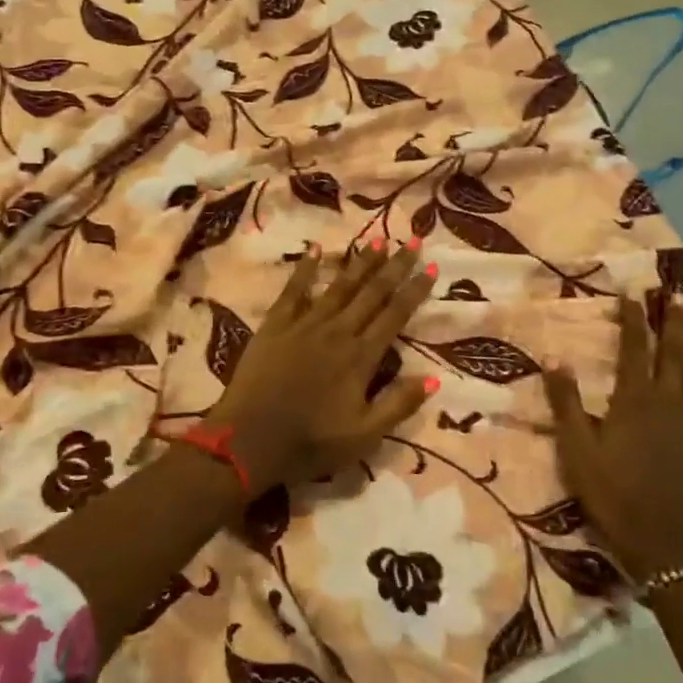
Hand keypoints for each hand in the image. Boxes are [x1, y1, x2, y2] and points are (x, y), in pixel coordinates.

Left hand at [204, 242, 436, 493]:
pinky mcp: (275, 325)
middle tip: (413, 240)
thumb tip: (434, 378)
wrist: (249, 440)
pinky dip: (306, 269)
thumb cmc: (310, 442)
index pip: (395, 315)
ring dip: (360, 262)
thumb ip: (398, 404)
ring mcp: (304, 325)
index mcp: (361, 357)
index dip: (414, 291)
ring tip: (377, 239)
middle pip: (371, 292)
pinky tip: (315, 250)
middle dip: (394, 266)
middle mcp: (337, 332)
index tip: (431, 267)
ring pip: (339, 286)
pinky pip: (294, 290)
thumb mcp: (364, 436)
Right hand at [542, 296, 682, 578]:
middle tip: (675, 294)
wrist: (662, 543)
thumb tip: (555, 358)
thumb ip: (567, 402)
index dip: (634, 320)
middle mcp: (668, 402)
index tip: (635, 293)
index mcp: (634, 400)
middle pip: (671, 354)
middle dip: (671, 322)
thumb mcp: (577, 449)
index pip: (634, 349)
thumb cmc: (612, 494)